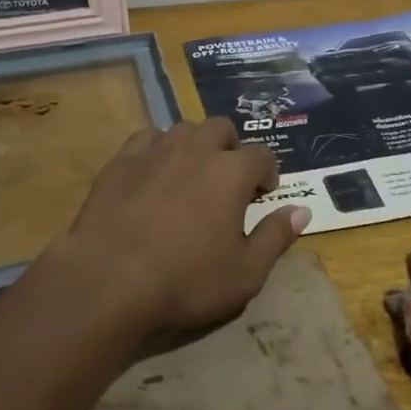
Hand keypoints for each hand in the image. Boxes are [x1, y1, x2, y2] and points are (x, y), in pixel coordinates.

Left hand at [54, 118, 310, 345]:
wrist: (108, 279)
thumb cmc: (185, 280)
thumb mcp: (245, 273)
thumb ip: (276, 237)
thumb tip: (302, 210)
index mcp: (231, 171)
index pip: (262, 155)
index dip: (266, 173)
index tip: (262, 195)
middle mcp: (195, 148)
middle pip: (221, 128)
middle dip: (230, 149)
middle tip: (227, 182)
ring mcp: (155, 149)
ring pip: (184, 129)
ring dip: (195, 145)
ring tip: (191, 176)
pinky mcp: (121, 159)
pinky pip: (147, 139)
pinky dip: (158, 150)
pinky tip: (153, 174)